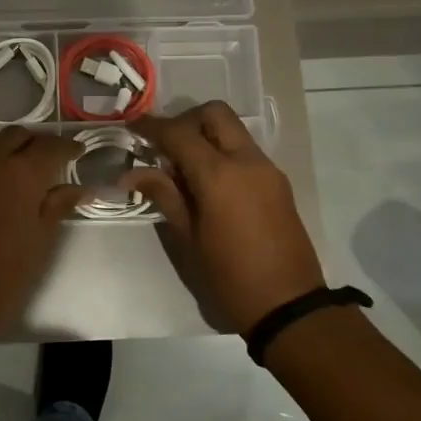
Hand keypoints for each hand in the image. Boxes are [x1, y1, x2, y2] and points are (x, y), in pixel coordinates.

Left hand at [0, 128, 85, 337]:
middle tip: (46, 163)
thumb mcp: (40, 242)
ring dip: (4, 149)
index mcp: (21, 174)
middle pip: (17, 136)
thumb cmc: (2, 277)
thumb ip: (58, 206)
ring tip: (14, 170)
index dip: (68, 147)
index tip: (77, 152)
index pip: (51, 146)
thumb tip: (78, 188)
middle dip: (35, 145)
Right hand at [125, 102, 326, 334]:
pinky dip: (223, 152)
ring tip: (182, 167)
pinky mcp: (278, 183)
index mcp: (219, 174)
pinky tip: (207, 183)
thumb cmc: (229, 276)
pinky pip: (245, 151)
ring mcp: (267, 169)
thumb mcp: (188, 238)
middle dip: (185, 120)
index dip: (152, 127)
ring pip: (233, 130)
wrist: (288, 306)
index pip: (179, 133)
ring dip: (206, 135)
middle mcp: (246, 161)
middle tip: (164, 145)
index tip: (132, 127)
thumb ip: (164, 195)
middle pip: (214, 114)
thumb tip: (132, 173)